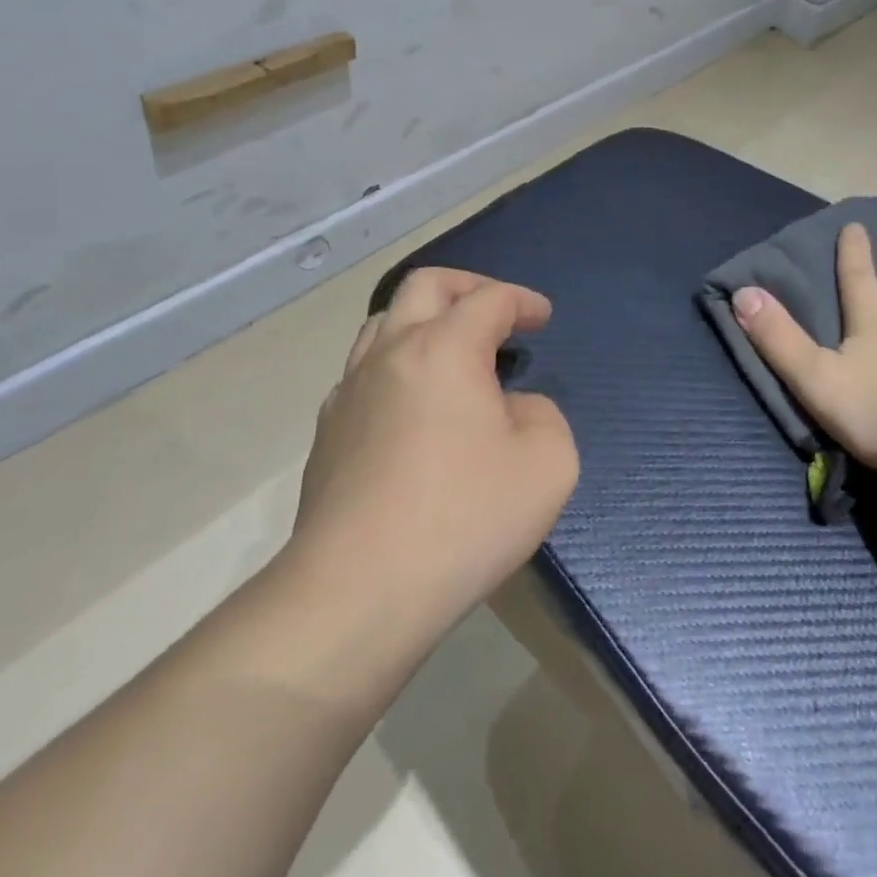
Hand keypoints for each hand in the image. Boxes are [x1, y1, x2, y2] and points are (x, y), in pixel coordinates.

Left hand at [293, 269, 578, 646]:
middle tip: (497, 312)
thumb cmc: (465, 517)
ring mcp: (349, 392)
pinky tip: (416, 406)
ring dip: (426, 322)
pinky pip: (364, 373)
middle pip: (424, 286)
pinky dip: (398, 366)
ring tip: (455, 353)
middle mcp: (390, 354)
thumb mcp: (548, 463)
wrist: (360, 590)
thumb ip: (543, 416)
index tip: (542, 319)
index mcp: (445, 349)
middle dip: (468, 287)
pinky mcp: (328, 433)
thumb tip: (512, 409)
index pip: (489, 299)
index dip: (522, 301)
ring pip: (383, 324)